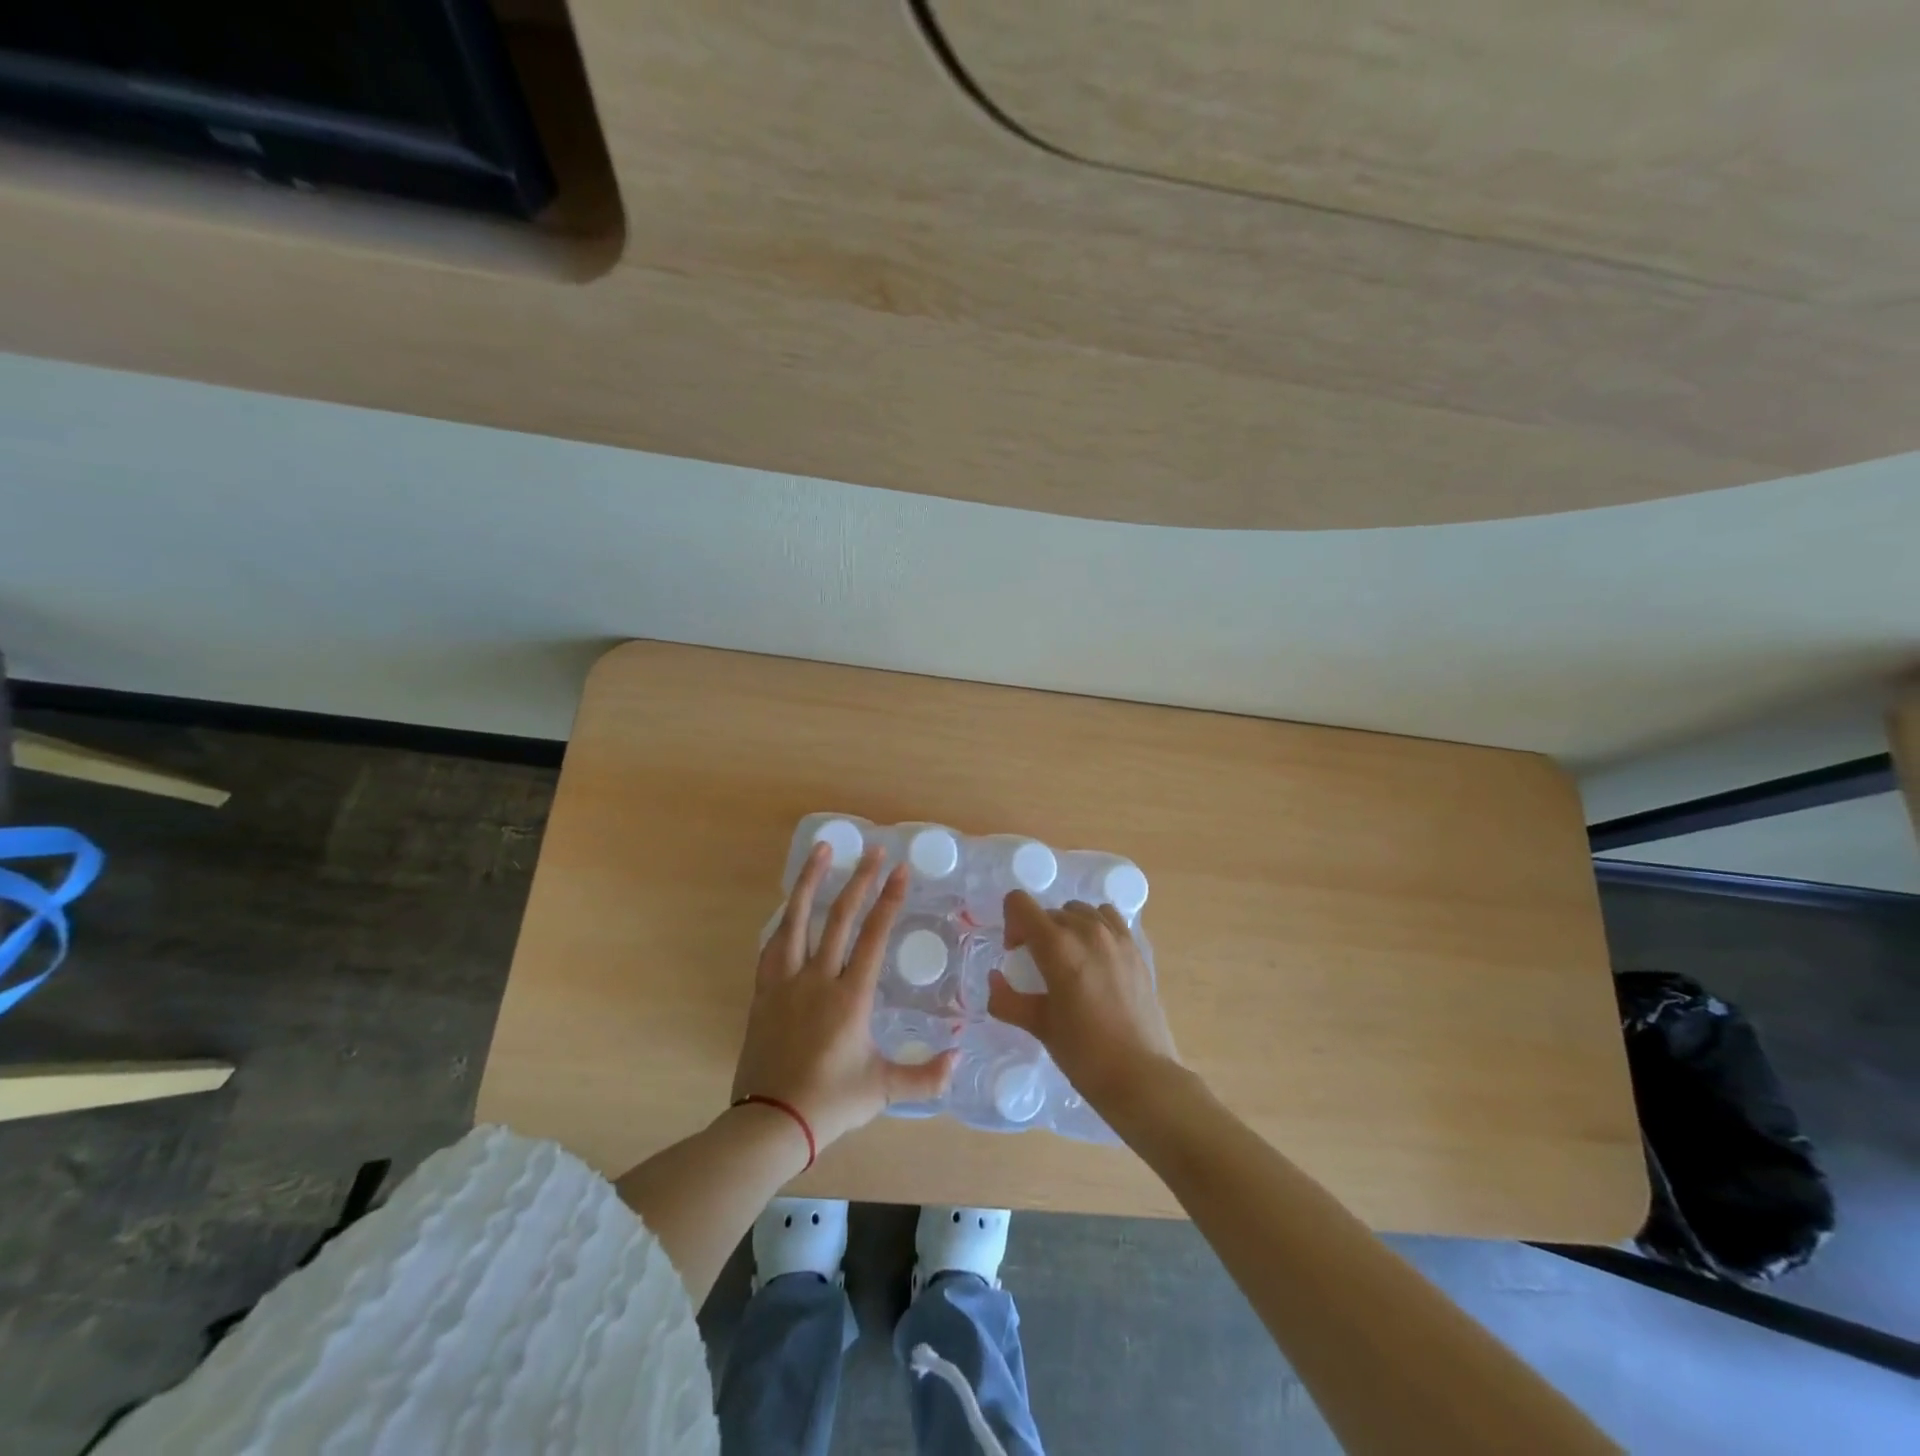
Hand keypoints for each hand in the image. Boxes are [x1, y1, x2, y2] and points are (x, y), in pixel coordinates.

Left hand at [732, 842, 958, 1150]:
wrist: (769, 1123)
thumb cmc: (830, 1103)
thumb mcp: (882, 1090)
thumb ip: (925, 1076)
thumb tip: (959, 1059)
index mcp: (849, 997)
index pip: (873, 936)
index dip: (889, 900)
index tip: (900, 870)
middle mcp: (817, 979)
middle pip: (839, 918)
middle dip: (859, 880)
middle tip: (873, 850)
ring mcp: (785, 983)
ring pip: (797, 920)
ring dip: (810, 882)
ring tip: (822, 850)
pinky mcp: (763, 993)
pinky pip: (773, 946)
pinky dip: (784, 920)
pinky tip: (788, 907)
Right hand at [988, 891, 1179, 1112]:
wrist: (1140, 1076)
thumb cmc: (1084, 1053)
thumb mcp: (1039, 1026)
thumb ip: (1007, 1000)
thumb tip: (994, 980)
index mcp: (1057, 946)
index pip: (1020, 903)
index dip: (1010, 923)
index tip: (1015, 952)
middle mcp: (1086, 930)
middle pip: (1048, 912)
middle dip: (1035, 932)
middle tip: (1037, 967)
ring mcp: (1115, 936)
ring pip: (1078, 911)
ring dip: (1065, 927)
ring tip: (1069, 960)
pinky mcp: (1135, 948)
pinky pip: (1108, 918)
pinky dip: (1094, 926)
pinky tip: (1095, 956)